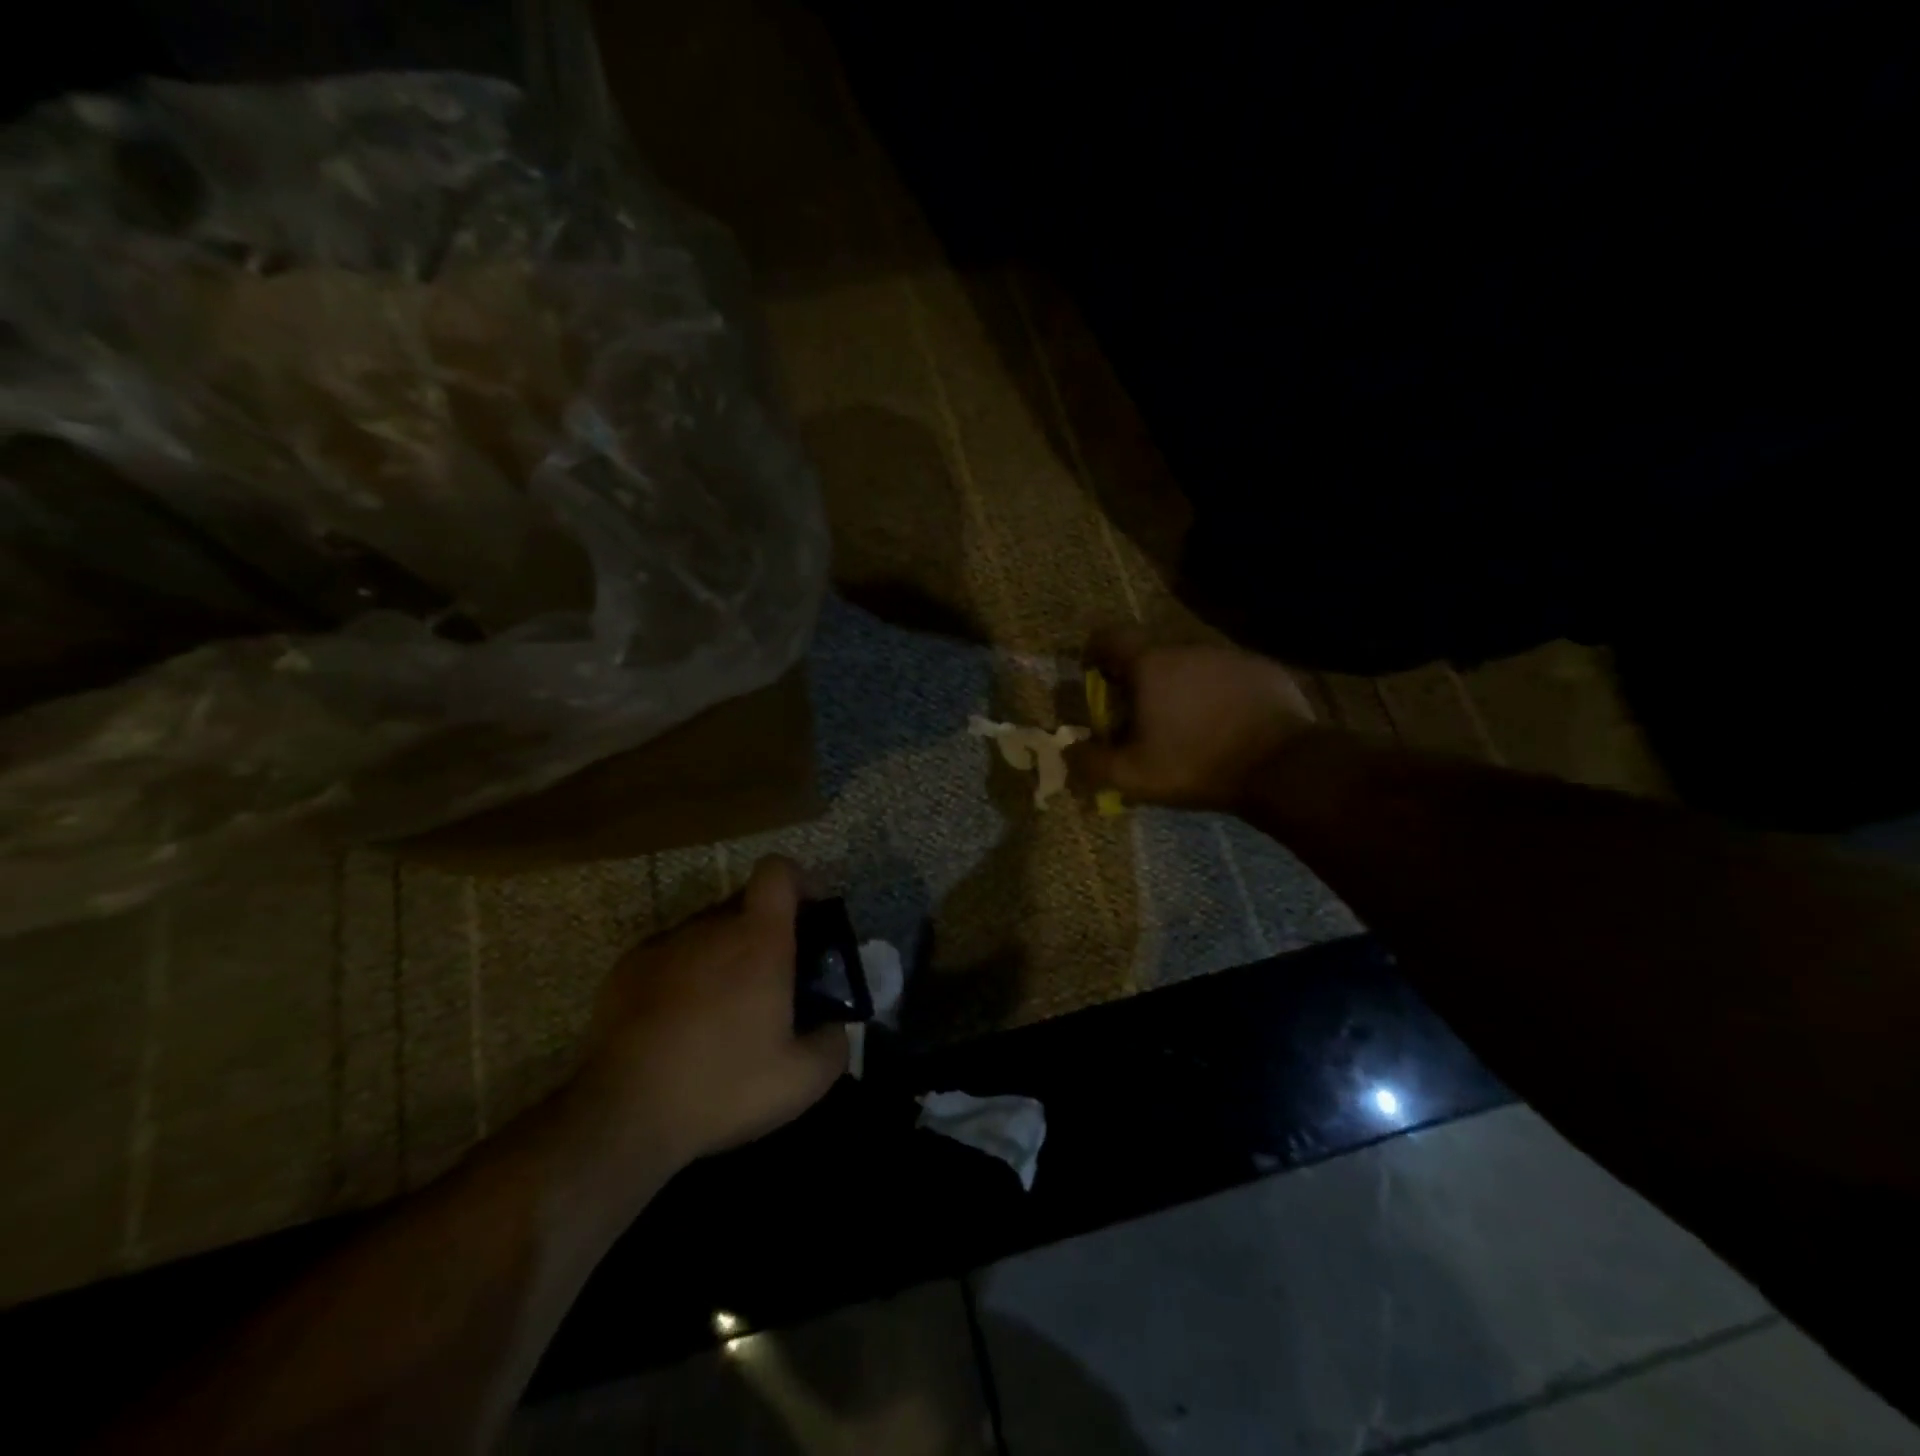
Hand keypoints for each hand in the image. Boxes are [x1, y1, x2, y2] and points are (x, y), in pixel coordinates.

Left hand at [566, 856, 847, 1175]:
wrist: (622, 1115)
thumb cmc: (722, 1086)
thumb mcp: (802, 1080)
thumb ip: (835, 1043)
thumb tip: (835, 1025)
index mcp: (759, 938)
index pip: (778, 871)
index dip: (798, 882)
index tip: (808, 916)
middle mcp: (711, 927)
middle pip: (745, 903)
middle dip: (764, 930)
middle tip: (772, 979)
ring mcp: (665, 944)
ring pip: (707, 931)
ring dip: (723, 954)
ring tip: (723, 1009)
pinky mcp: (627, 967)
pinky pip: (671, 954)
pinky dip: (684, 974)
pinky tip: (679, 1022)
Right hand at [1073, 627, 1317, 810]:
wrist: (1283, 766)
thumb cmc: (1196, 765)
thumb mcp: (1132, 776)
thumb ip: (1090, 763)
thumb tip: (1067, 751)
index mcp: (1151, 664)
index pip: (1108, 636)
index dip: (1094, 653)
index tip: (1095, 678)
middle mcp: (1188, 646)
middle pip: (1150, 654)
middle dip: (1138, 680)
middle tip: (1140, 718)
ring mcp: (1229, 655)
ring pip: (1190, 665)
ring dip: (1180, 687)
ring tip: (1186, 726)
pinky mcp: (1263, 669)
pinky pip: (1226, 676)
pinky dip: (1217, 694)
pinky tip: (1225, 725)